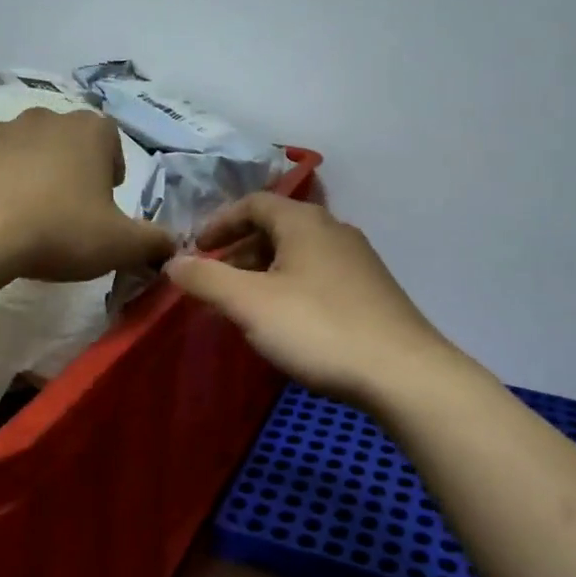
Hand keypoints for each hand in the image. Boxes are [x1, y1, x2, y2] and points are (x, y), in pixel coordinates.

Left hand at [0, 108, 174, 281]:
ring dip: (32, 175)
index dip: (111, 169)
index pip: (111, 139)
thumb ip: (154, 242)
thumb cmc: (59, 229)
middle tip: (70, 212)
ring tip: (29, 217)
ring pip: (26, 150)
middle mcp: (46, 118)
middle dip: (72, 171)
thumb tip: (174, 245)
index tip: (105, 201)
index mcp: (89, 131)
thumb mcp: (120, 245)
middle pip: (68, 142)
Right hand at [164, 192, 462, 407]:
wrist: (402, 373)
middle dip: (240, 250)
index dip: (219, 222)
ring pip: (299, 254)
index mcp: (305, 222)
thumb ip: (206, 279)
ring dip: (265, 271)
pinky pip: (319, 276)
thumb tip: (172, 262)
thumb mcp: (250, 304)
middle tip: (215, 281)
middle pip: (277, 227)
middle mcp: (334, 230)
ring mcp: (359, 261)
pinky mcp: (372, 291)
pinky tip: (287, 322)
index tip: (195, 249)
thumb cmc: (318, 328)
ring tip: (245, 305)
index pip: (253, 203)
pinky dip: (291, 287)